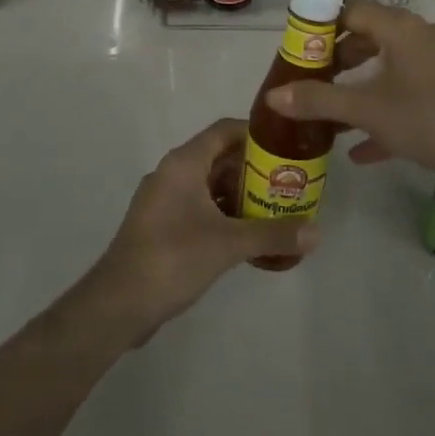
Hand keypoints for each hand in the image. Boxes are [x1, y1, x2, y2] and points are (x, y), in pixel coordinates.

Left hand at [82, 118, 318, 340]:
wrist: (117, 305)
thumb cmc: (172, 258)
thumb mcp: (228, 244)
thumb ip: (273, 234)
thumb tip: (317, 232)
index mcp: (184, 162)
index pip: (224, 130)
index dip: (255, 134)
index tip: (285, 146)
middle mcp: (172, 173)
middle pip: (219, 157)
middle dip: (252, 169)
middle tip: (287, 182)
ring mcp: (163, 200)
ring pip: (208, 184)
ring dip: (238, 194)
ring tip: (273, 208)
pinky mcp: (160, 225)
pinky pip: (198, 207)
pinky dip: (222, 214)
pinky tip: (245, 235)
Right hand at [267, 0, 434, 192]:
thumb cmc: (427, 119)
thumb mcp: (367, 111)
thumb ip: (319, 101)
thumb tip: (273, 97)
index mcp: (399, 27)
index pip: (350, 9)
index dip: (320, 24)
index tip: (297, 47)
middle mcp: (419, 34)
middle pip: (367, 35)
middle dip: (336, 59)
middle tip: (310, 80)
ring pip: (387, 64)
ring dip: (358, 85)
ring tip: (330, 110)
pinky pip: (407, 89)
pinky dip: (383, 107)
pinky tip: (361, 147)